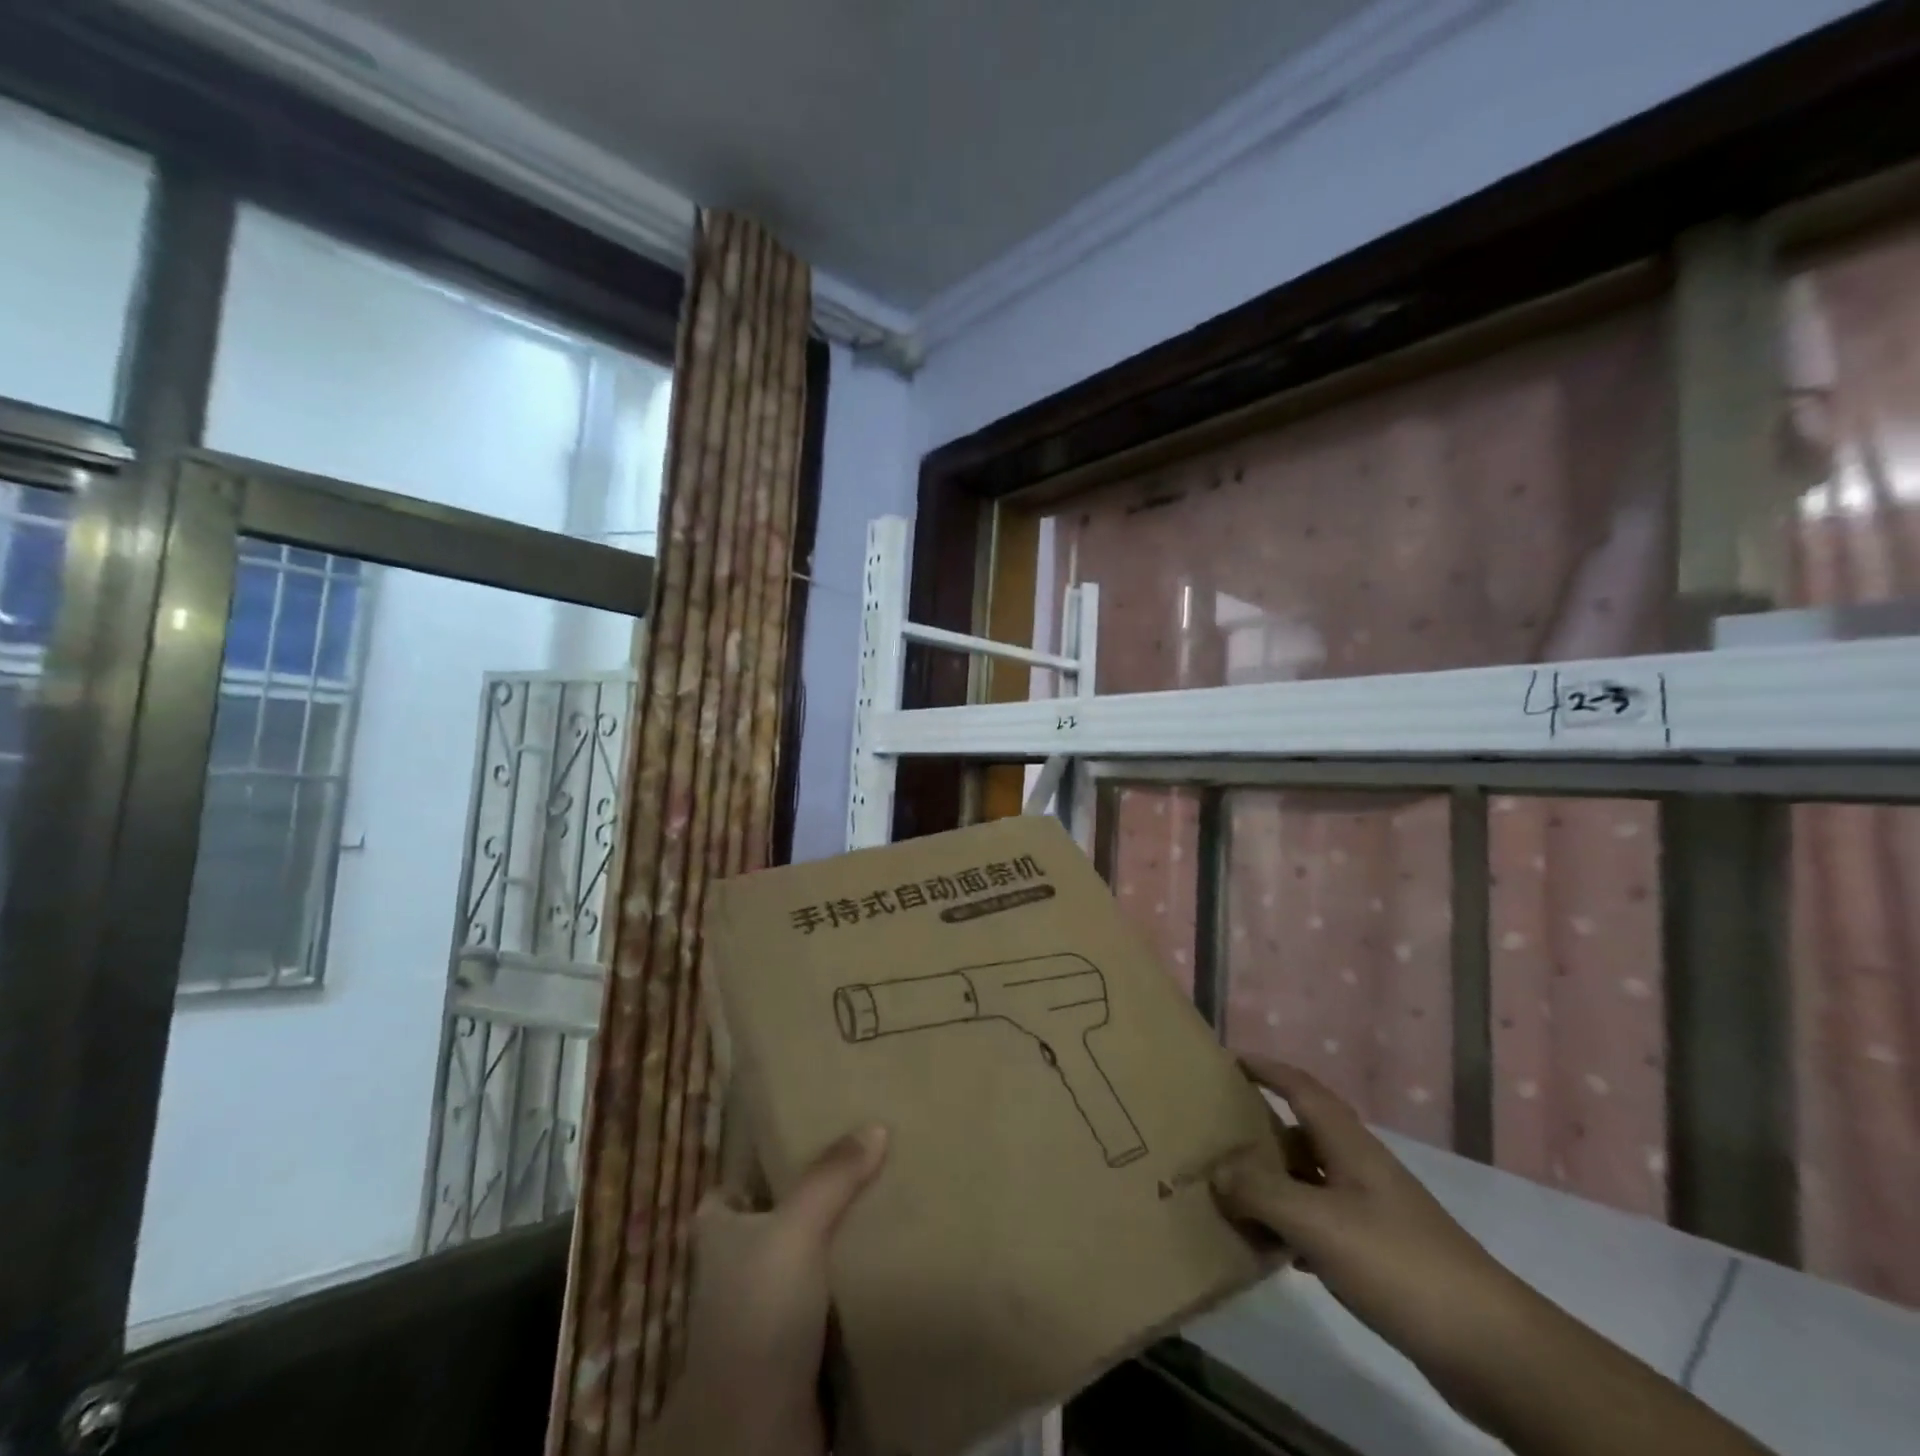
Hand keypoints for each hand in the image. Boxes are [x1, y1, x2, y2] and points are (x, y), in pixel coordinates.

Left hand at [655, 1125, 888, 1455]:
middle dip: (818, 1196)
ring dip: (840, 1241)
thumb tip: (876, 1126)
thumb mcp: (796, 1228)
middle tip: (865, 1163)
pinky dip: (852, 1281)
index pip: (739, 1182)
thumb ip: (833, 1176)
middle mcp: (736, 1265)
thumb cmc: (761, 1310)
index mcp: (719, 1229)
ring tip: (886, 1201)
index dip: (769, 1160)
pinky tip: (887, 1258)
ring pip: (808, 1256)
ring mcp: (766, 1307)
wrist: (759, 1429)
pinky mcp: (796, 1345)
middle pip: (780, 1214)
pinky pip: (828, 1296)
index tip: (812, 1136)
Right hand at [1210, 1059, 1529, 1386]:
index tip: (1230, 1060)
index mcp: (1350, 1146)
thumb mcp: (1318, 1223)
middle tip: (1217, 1135)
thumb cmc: (1399, 1264)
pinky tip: (1275, 1251)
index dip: (1267, 1068)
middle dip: (1261, 1130)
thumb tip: (1216, 1170)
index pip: (1302, 1088)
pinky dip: (1293, 1228)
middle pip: (1303, 1133)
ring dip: (1273, 1184)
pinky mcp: (1383, 1257)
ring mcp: (1375, 1213)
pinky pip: (1323, 1225)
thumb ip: (1261, 1192)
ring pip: (1311, 1182)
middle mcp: (1361, 1169)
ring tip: (1232, 1194)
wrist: (1493, 1350)